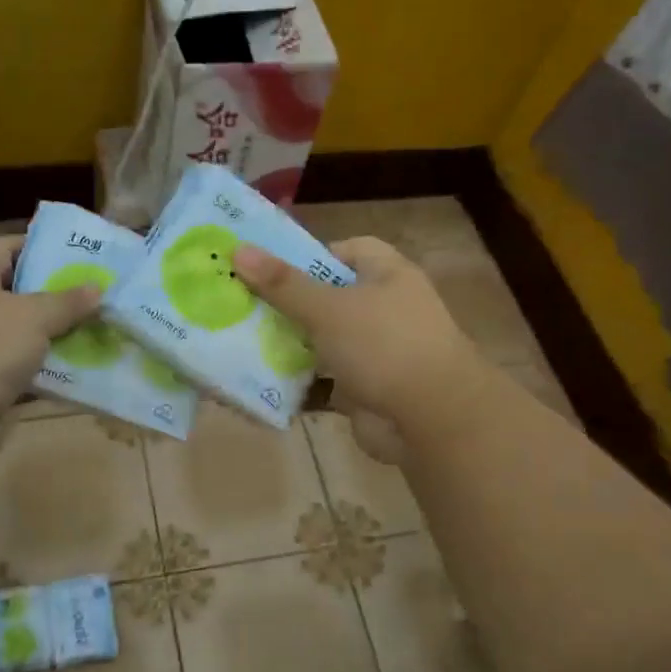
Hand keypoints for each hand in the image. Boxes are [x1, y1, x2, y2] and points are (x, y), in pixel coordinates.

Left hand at [0, 237, 100, 470]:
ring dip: (58, 339)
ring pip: (23, 338)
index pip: (8, 248)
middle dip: (60, 297)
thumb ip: (66, 302)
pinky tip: (86, 374)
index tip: (85, 256)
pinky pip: (22, 375)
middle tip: (105, 297)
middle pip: (19, 295)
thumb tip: (97, 287)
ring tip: (105, 333)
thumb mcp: (31, 316)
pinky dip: (49, 375)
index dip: (45, 248)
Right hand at [234, 238, 493, 462]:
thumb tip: (238, 249)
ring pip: (323, 342)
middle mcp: (384, 309)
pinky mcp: (366, 390)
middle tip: (242, 306)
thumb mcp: (328, 309)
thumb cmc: (383, 346)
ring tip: (241, 343)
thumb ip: (282, 284)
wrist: (432, 422)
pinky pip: (324, 382)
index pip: (348, 250)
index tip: (272, 269)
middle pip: (328, 297)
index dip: (311, 255)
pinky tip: (261, 385)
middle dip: (288, 304)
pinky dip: (298, 384)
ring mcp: (376, 352)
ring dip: (288, 346)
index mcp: (387, 275)